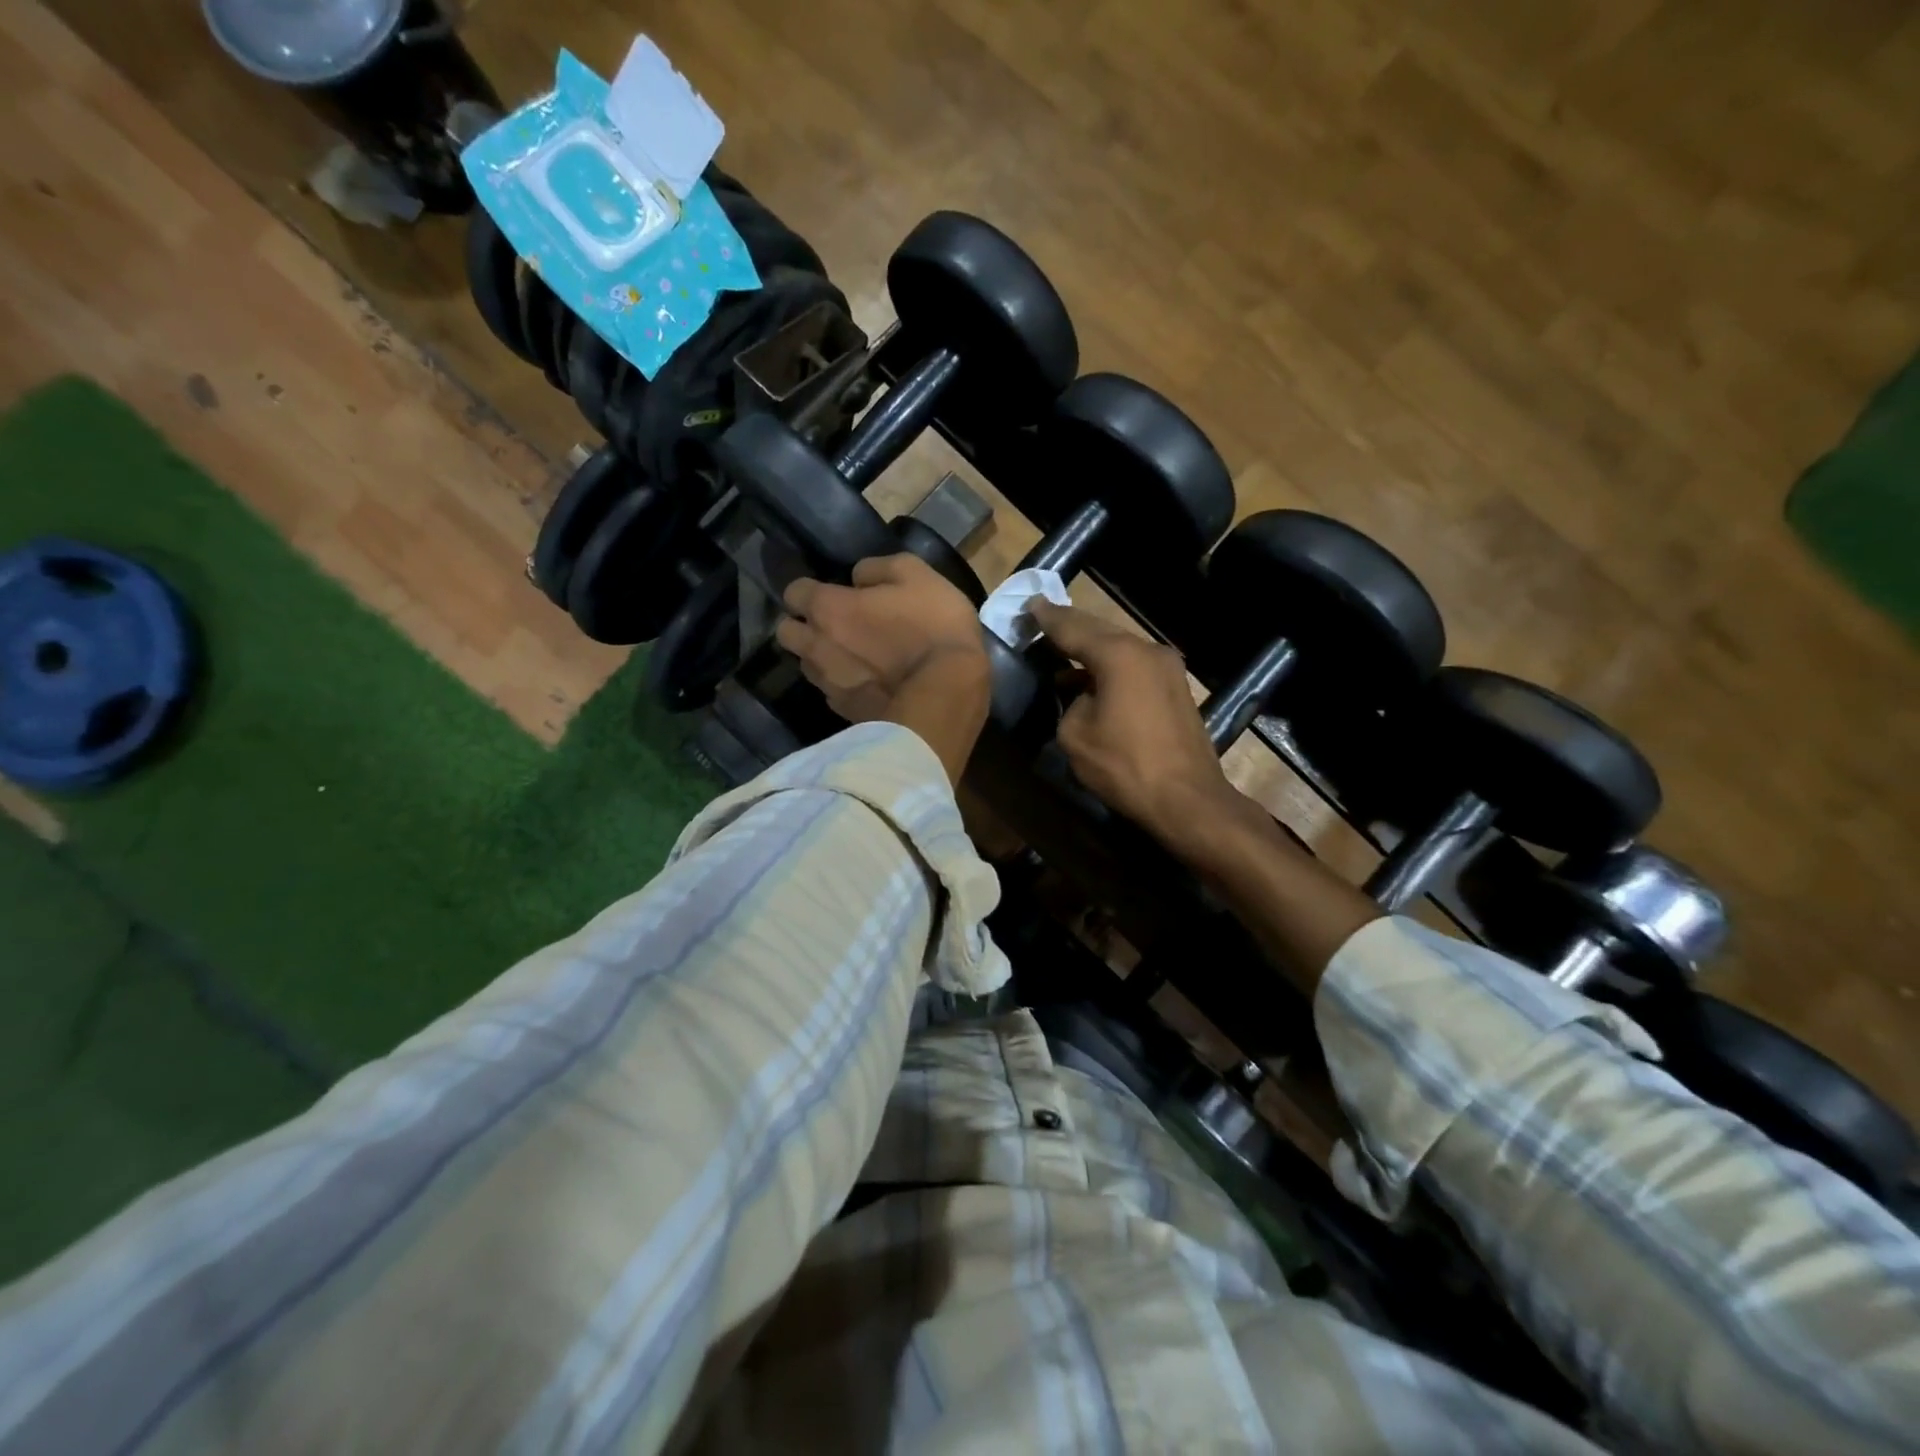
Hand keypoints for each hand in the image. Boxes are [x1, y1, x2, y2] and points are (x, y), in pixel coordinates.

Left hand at [777, 554, 989, 780]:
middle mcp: (816, 646)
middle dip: (802, 625)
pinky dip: (844, 685)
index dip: (810, 590)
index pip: (793, 592)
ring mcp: (827, 684)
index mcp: (828, 608)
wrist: (947, 695)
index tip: (833, 593)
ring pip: (807, 665)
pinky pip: (831, 692)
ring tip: (853, 657)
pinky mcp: (844, 712)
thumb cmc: (933, 627)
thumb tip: (856, 578)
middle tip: (835, 625)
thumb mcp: (917, 575)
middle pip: (787, 633)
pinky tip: (869, 684)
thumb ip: (878, 568)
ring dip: (821, 657)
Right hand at [1027, 599, 1235, 842]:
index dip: (1048, 618)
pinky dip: (1111, 670)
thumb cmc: (1125, 766)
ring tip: (1061, 655)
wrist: (1187, 799)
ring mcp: (1167, 669)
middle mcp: (1147, 650)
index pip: (1073, 628)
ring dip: (1091, 653)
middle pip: (1100, 632)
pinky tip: (1091, 684)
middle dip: (1070, 628)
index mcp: (1119, 655)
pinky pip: (1134, 668)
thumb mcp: (1075, 735)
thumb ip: (1070, 703)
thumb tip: (1084, 698)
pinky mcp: (1176, 689)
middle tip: (1042, 620)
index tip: (1030, 605)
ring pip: (1120, 650)